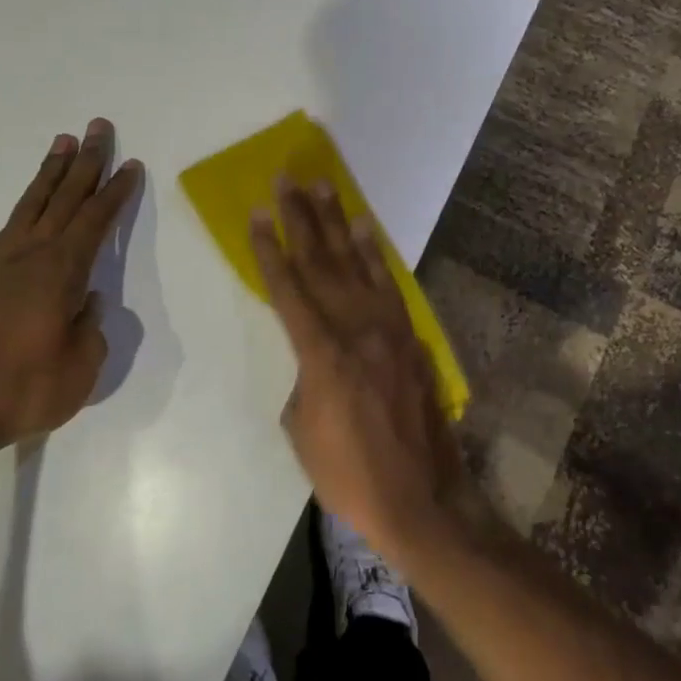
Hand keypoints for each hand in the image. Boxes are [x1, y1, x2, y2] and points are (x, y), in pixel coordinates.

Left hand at [0, 119, 142, 460]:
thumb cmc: (26, 389)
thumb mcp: (81, 367)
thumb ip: (91, 329)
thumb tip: (88, 303)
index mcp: (61, 271)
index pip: (95, 220)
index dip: (115, 192)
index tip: (130, 165)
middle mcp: (30, 254)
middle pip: (64, 197)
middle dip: (85, 162)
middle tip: (98, 127)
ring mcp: (0, 262)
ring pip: (33, 204)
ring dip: (51, 172)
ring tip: (63, 142)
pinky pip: (10, 226)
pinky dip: (26, 207)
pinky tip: (29, 208)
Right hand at [250, 178, 470, 562]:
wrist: (421, 501)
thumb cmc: (349, 476)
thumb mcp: (303, 431)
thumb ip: (304, 379)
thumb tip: (314, 356)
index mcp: (322, 356)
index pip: (289, 290)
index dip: (271, 251)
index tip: (258, 214)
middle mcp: (357, 332)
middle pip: (322, 264)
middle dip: (301, 219)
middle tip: (288, 179)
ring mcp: (390, 332)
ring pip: (358, 265)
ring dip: (338, 223)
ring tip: (323, 187)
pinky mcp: (411, 340)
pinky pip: (390, 287)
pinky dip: (376, 256)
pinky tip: (366, 231)